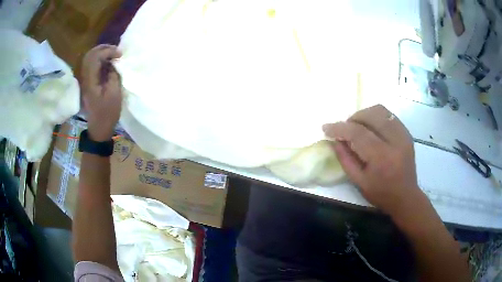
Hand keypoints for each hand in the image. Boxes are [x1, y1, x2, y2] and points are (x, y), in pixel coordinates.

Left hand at [81, 44, 121, 141]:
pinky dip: (100, 59)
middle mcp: (85, 78)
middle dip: (104, 48)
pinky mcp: (87, 82)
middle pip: (90, 55)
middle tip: (116, 50)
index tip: (120, 54)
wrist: (99, 128)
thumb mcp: (114, 94)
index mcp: (90, 81)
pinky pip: (91, 65)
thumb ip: (114, 75)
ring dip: (101, 53)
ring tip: (113, 54)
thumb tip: (114, 63)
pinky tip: (108, 62)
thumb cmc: (108, 113)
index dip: (108, 51)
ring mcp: (85, 80)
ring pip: (89, 58)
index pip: (95, 57)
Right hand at [323, 105, 420, 215]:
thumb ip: (345, 159)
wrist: (406, 196)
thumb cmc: (381, 193)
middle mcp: (395, 141)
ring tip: (358, 127)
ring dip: (365, 115)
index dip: (340, 128)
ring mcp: (403, 135)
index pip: (358, 133)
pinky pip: (389, 115)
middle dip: (353, 118)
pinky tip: (372, 128)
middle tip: (346, 129)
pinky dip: (376, 117)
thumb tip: (334, 140)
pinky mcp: (407, 133)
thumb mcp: (359, 182)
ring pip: (381, 111)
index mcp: (382, 157)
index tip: (326, 127)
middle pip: (371, 115)